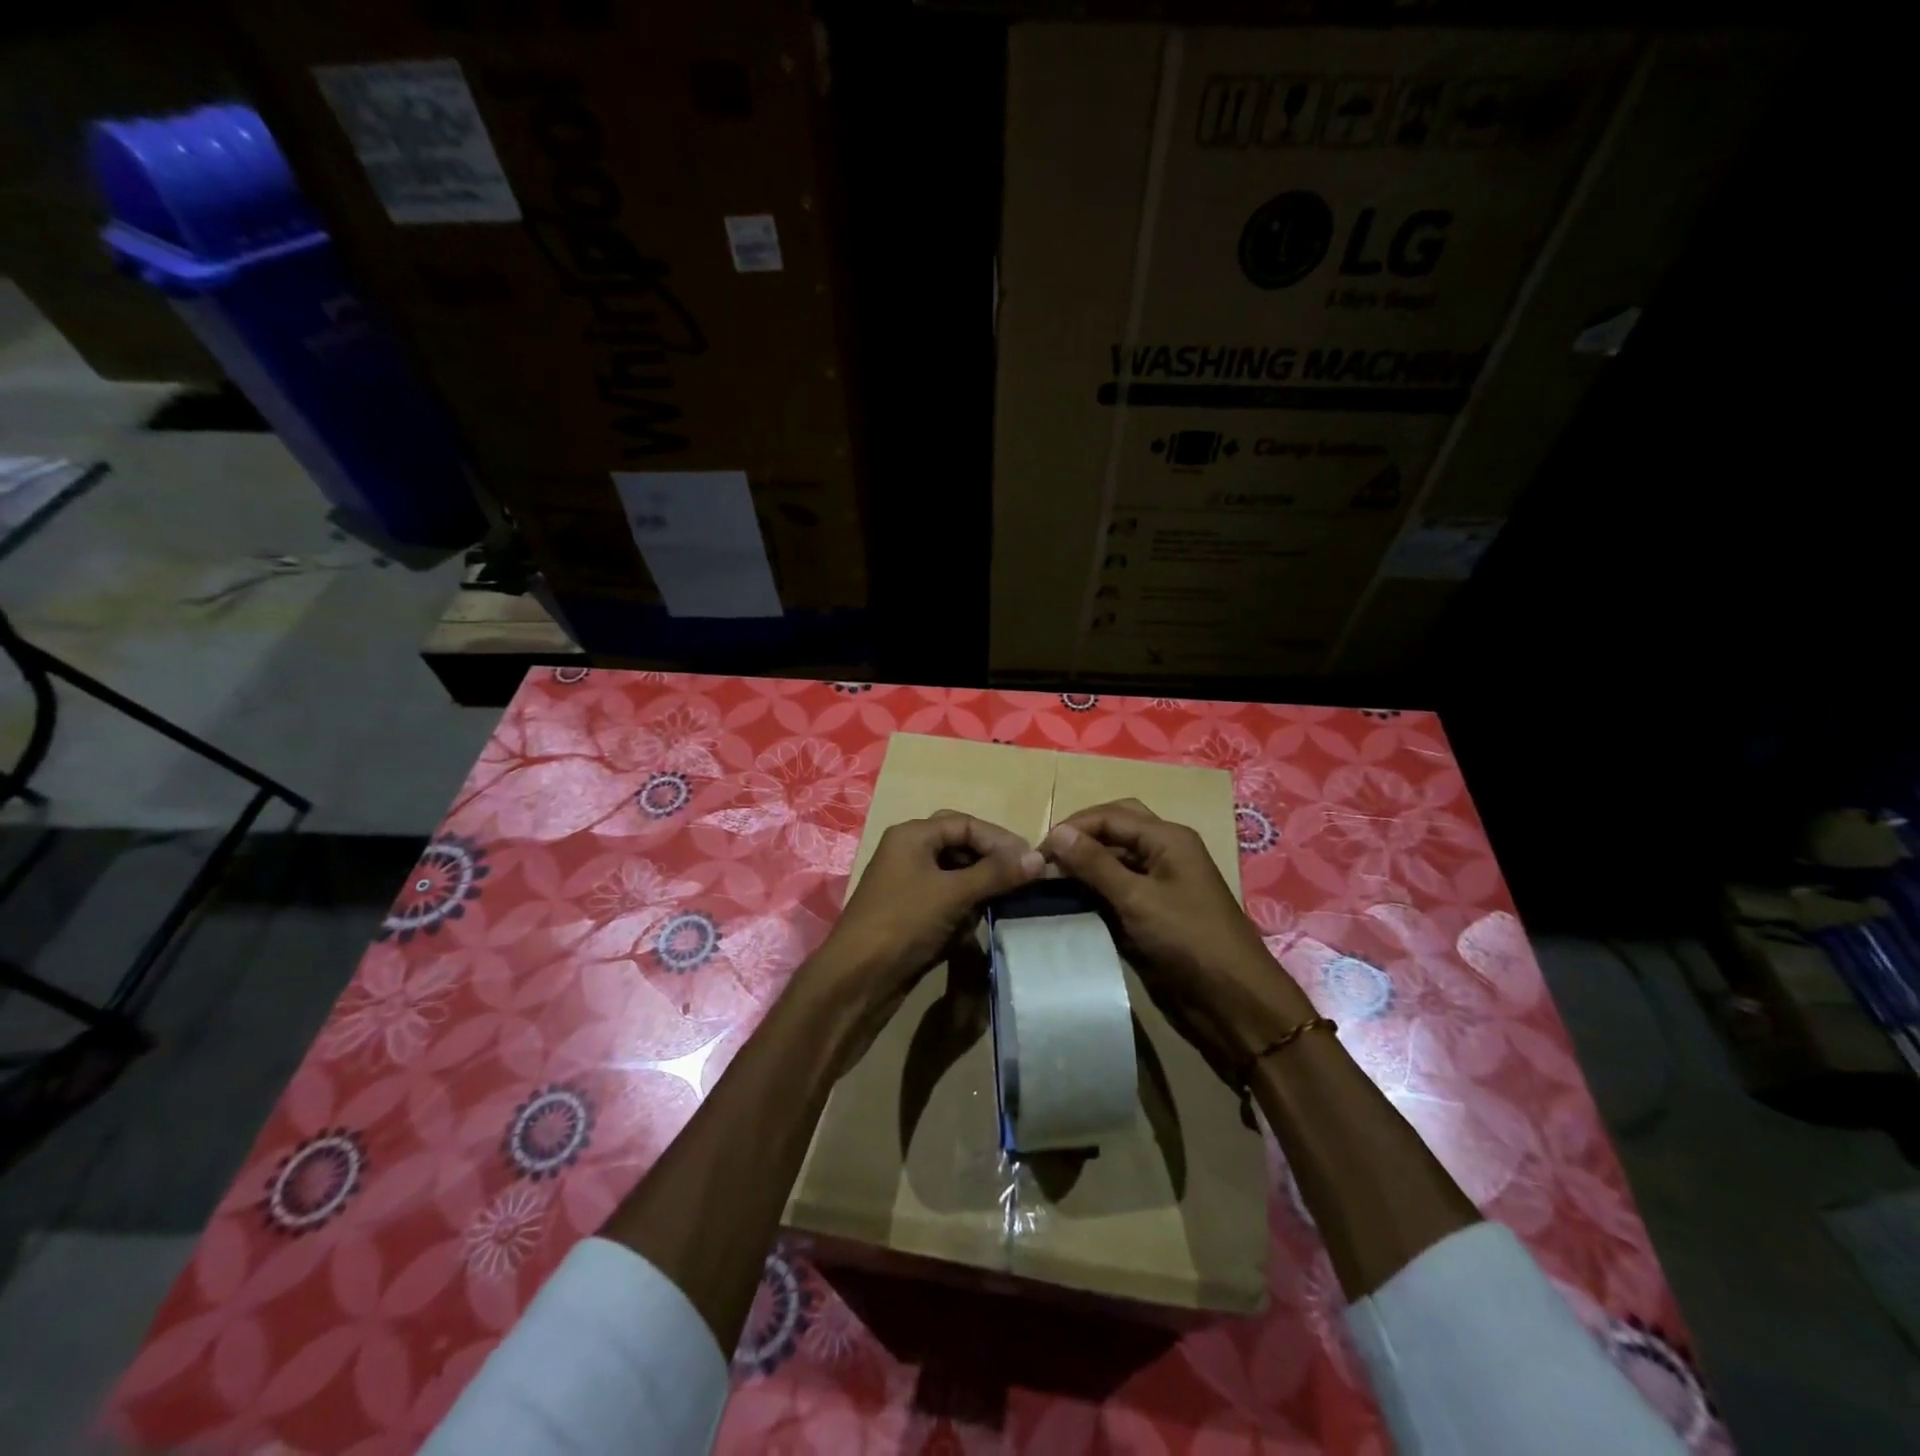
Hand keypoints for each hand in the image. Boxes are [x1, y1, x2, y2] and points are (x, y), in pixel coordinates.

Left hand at [807, 811, 1042, 1055]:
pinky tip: (981, 918)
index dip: (1000, 840)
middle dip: (991, 860)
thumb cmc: (903, 924)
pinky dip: (966, 904)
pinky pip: (947, 897)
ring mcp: (908, 882)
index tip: (1031, 862)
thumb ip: (996, 873)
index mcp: (912, 835)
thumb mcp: (953, 894)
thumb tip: (1039, 859)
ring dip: (981, 884)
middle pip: (960, 844)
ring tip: (1008, 898)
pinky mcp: (911, 911)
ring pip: (955, 872)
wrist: (857, 978)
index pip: (966, 823)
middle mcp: (908, 852)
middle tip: (1023, 877)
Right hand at [1040, 798, 1313, 1066]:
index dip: (1073, 828)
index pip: (1110, 816)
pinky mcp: (1153, 911)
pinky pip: (1118, 889)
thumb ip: (1095, 864)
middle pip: (1114, 830)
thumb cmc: (1188, 940)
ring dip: (1085, 866)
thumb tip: (1057, 833)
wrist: (1231, 1001)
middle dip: (1080, 839)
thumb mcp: (1137, 898)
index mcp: (1167, 837)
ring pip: (1114, 859)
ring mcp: (1160, 882)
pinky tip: (1070, 902)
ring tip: (1049, 882)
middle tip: (1046, 861)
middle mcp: (1164, 852)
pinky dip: (1094, 891)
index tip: (1037, 852)